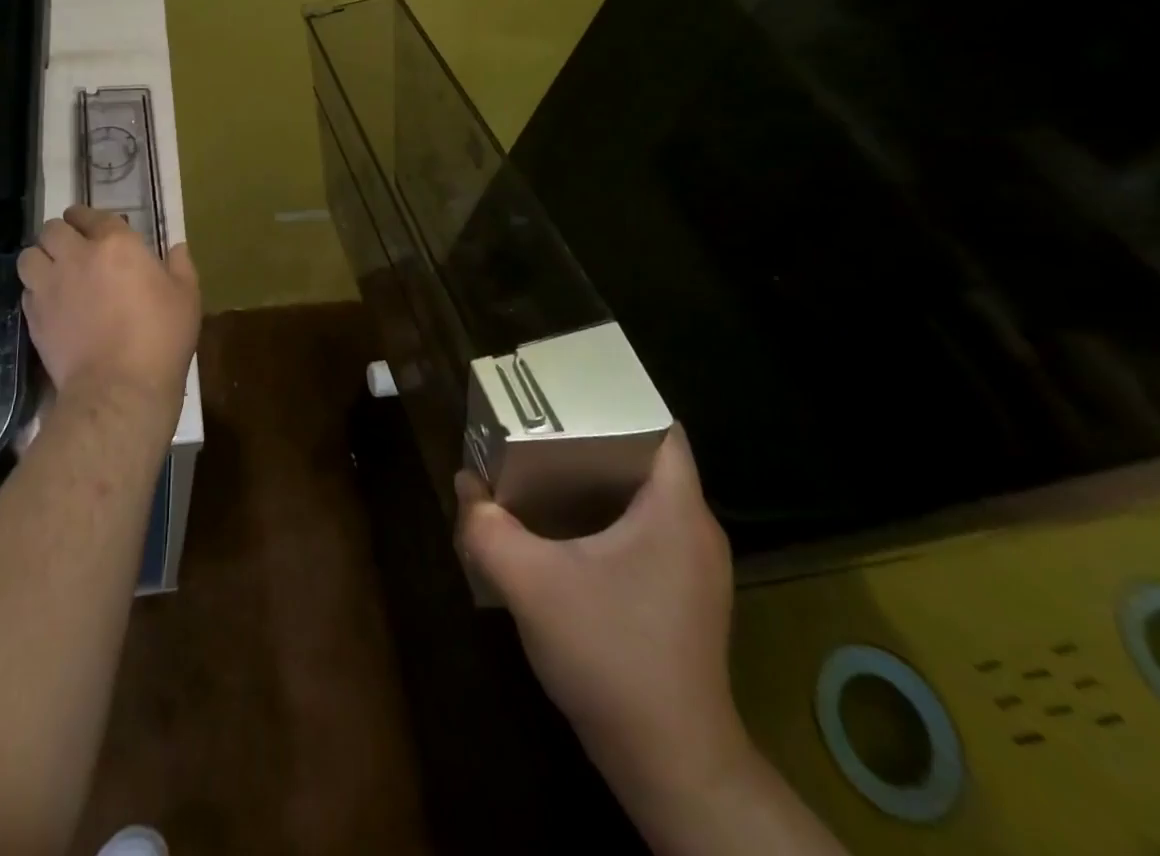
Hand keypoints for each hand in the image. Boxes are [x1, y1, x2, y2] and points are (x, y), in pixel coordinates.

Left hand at [16, 206, 199, 417]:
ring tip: (54, 271)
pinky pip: (26, 290)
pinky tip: (51, 303)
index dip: (89, 218)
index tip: (93, 227)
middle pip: (52, 229)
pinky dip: (35, 291)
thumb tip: (176, 247)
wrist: (119, 387)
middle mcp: (77, 256)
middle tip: (73, 248)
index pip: (92, 215)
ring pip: (29, 256)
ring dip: (41, 258)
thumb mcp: (186, 297)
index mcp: (116, 244)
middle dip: (61, 233)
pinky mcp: (34, 316)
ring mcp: (50, 286)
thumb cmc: (161, 337)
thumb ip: (180, 266)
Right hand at [455, 428, 748, 801]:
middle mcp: (694, 528)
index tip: (564, 393)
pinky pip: (643, 528)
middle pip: (644, 455)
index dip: (614, 399)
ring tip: (539, 467)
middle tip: (536, 425)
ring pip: (642, 494)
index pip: (659, 424)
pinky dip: (603, 514)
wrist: (670, 765)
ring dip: (593, 477)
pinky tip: (560, 529)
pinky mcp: (681, 594)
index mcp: (674, 509)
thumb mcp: (530, 582)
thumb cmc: (609, 655)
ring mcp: (692, 565)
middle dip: (589, 435)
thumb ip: (486, 526)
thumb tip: (466, 485)